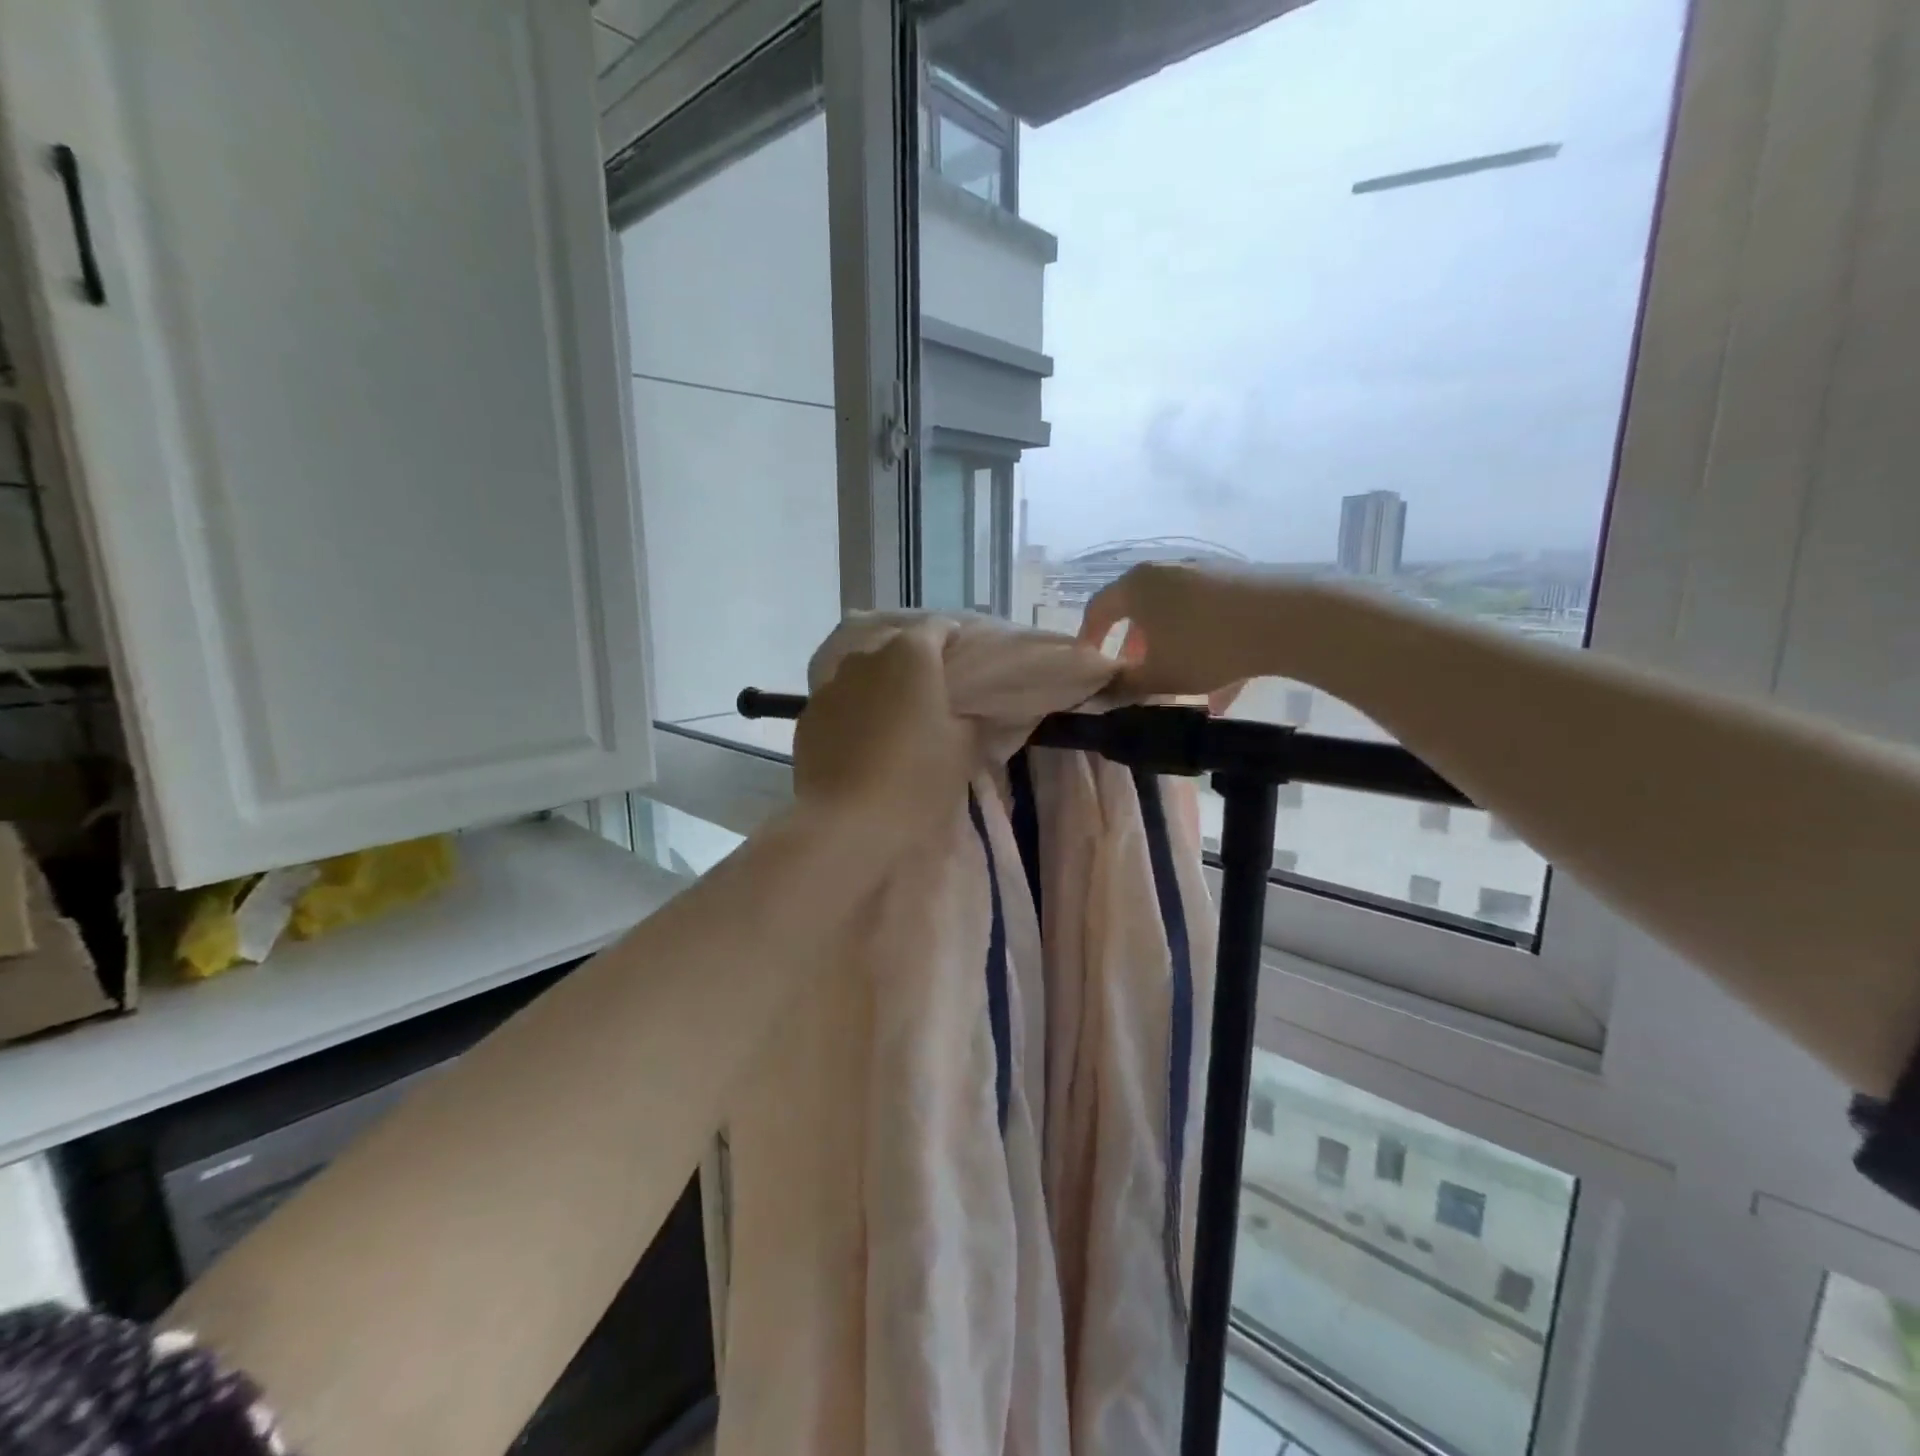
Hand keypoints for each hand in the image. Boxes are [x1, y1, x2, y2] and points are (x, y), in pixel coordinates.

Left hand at [793, 623, 978, 846]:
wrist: (848, 826)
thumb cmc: (917, 781)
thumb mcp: (963, 750)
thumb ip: (969, 720)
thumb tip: (964, 712)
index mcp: (911, 656)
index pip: (937, 628)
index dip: (952, 639)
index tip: (961, 658)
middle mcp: (866, 659)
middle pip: (894, 648)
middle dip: (912, 664)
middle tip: (929, 695)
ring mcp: (830, 687)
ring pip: (861, 677)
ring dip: (879, 689)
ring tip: (892, 721)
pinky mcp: (807, 719)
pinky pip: (838, 705)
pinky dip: (853, 714)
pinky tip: (862, 744)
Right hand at [1078, 562, 1280, 704]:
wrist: (1287, 618)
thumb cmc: (1206, 646)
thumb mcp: (1159, 676)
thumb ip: (1126, 686)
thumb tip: (1106, 691)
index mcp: (1137, 586)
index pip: (1099, 608)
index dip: (1090, 638)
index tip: (1090, 664)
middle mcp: (1166, 570)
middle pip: (1139, 610)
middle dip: (1135, 647)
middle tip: (1134, 675)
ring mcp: (1205, 573)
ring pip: (1176, 616)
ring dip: (1171, 650)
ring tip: (1180, 686)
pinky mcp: (1238, 582)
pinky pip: (1209, 618)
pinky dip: (1206, 647)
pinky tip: (1223, 688)